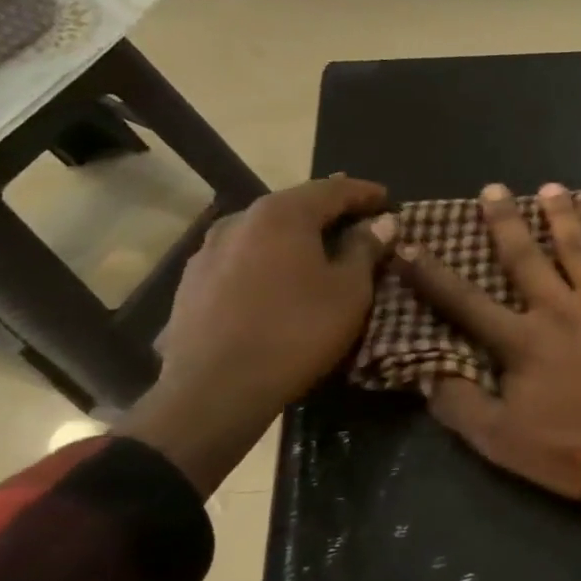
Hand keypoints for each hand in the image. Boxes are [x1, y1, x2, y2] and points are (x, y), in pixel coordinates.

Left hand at [120, 176, 394, 495]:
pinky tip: (280, 279)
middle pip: (295, 205)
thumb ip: (366, 249)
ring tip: (321, 250)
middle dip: (330, 212)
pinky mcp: (191, 282)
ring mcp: (208, 251)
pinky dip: (269, 259)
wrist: (215, 390)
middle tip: (360, 222)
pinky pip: (243, 257)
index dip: (365, 193)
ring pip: (265, 232)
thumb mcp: (349, 291)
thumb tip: (382, 222)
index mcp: (282, 215)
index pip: (333, 189)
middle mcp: (240, 220)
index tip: (388, 199)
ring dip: (297, 236)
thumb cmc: (297, 332)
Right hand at [397, 183, 580, 500]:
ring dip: (565, 214)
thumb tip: (427, 376)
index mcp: (522, 341)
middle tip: (492, 188)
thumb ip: (462, 406)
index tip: (408, 244)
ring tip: (552, 187)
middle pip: (525, 257)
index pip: (465, 301)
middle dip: (505, 221)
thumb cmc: (579, 449)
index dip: (432, 275)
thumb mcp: (504, 442)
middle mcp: (561, 308)